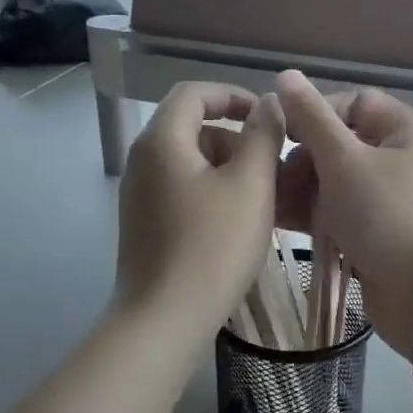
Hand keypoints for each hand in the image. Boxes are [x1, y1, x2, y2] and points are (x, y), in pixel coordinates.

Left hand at [116, 82, 285, 327]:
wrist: (164, 318)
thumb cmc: (213, 246)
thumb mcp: (250, 185)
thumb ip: (262, 135)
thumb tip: (268, 103)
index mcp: (162, 140)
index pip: (194, 93)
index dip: (233, 95)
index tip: (268, 118)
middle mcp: (143, 161)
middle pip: (192, 128)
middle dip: (236, 139)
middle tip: (273, 168)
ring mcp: (140, 195)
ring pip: (190, 163)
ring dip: (229, 169)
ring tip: (265, 200)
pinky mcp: (145, 224)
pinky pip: (182, 191)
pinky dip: (213, 193)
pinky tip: (240, 224)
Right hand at [273, 71, 412, 353]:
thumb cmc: (387, 216)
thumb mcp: (344, 160)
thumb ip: (312, 118)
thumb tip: (286, 75)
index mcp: (406, 131)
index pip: (354, 102)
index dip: (316, 113)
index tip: (283, 135)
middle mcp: (403, 160)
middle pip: (342, 144)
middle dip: (304, 159)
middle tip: (276, 179)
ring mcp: (392, 201)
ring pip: (337, 182)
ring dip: (303, 189)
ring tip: (271, 204)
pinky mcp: (380, 234)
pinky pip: (342, 213)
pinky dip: (314, 215)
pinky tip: (282, 222)